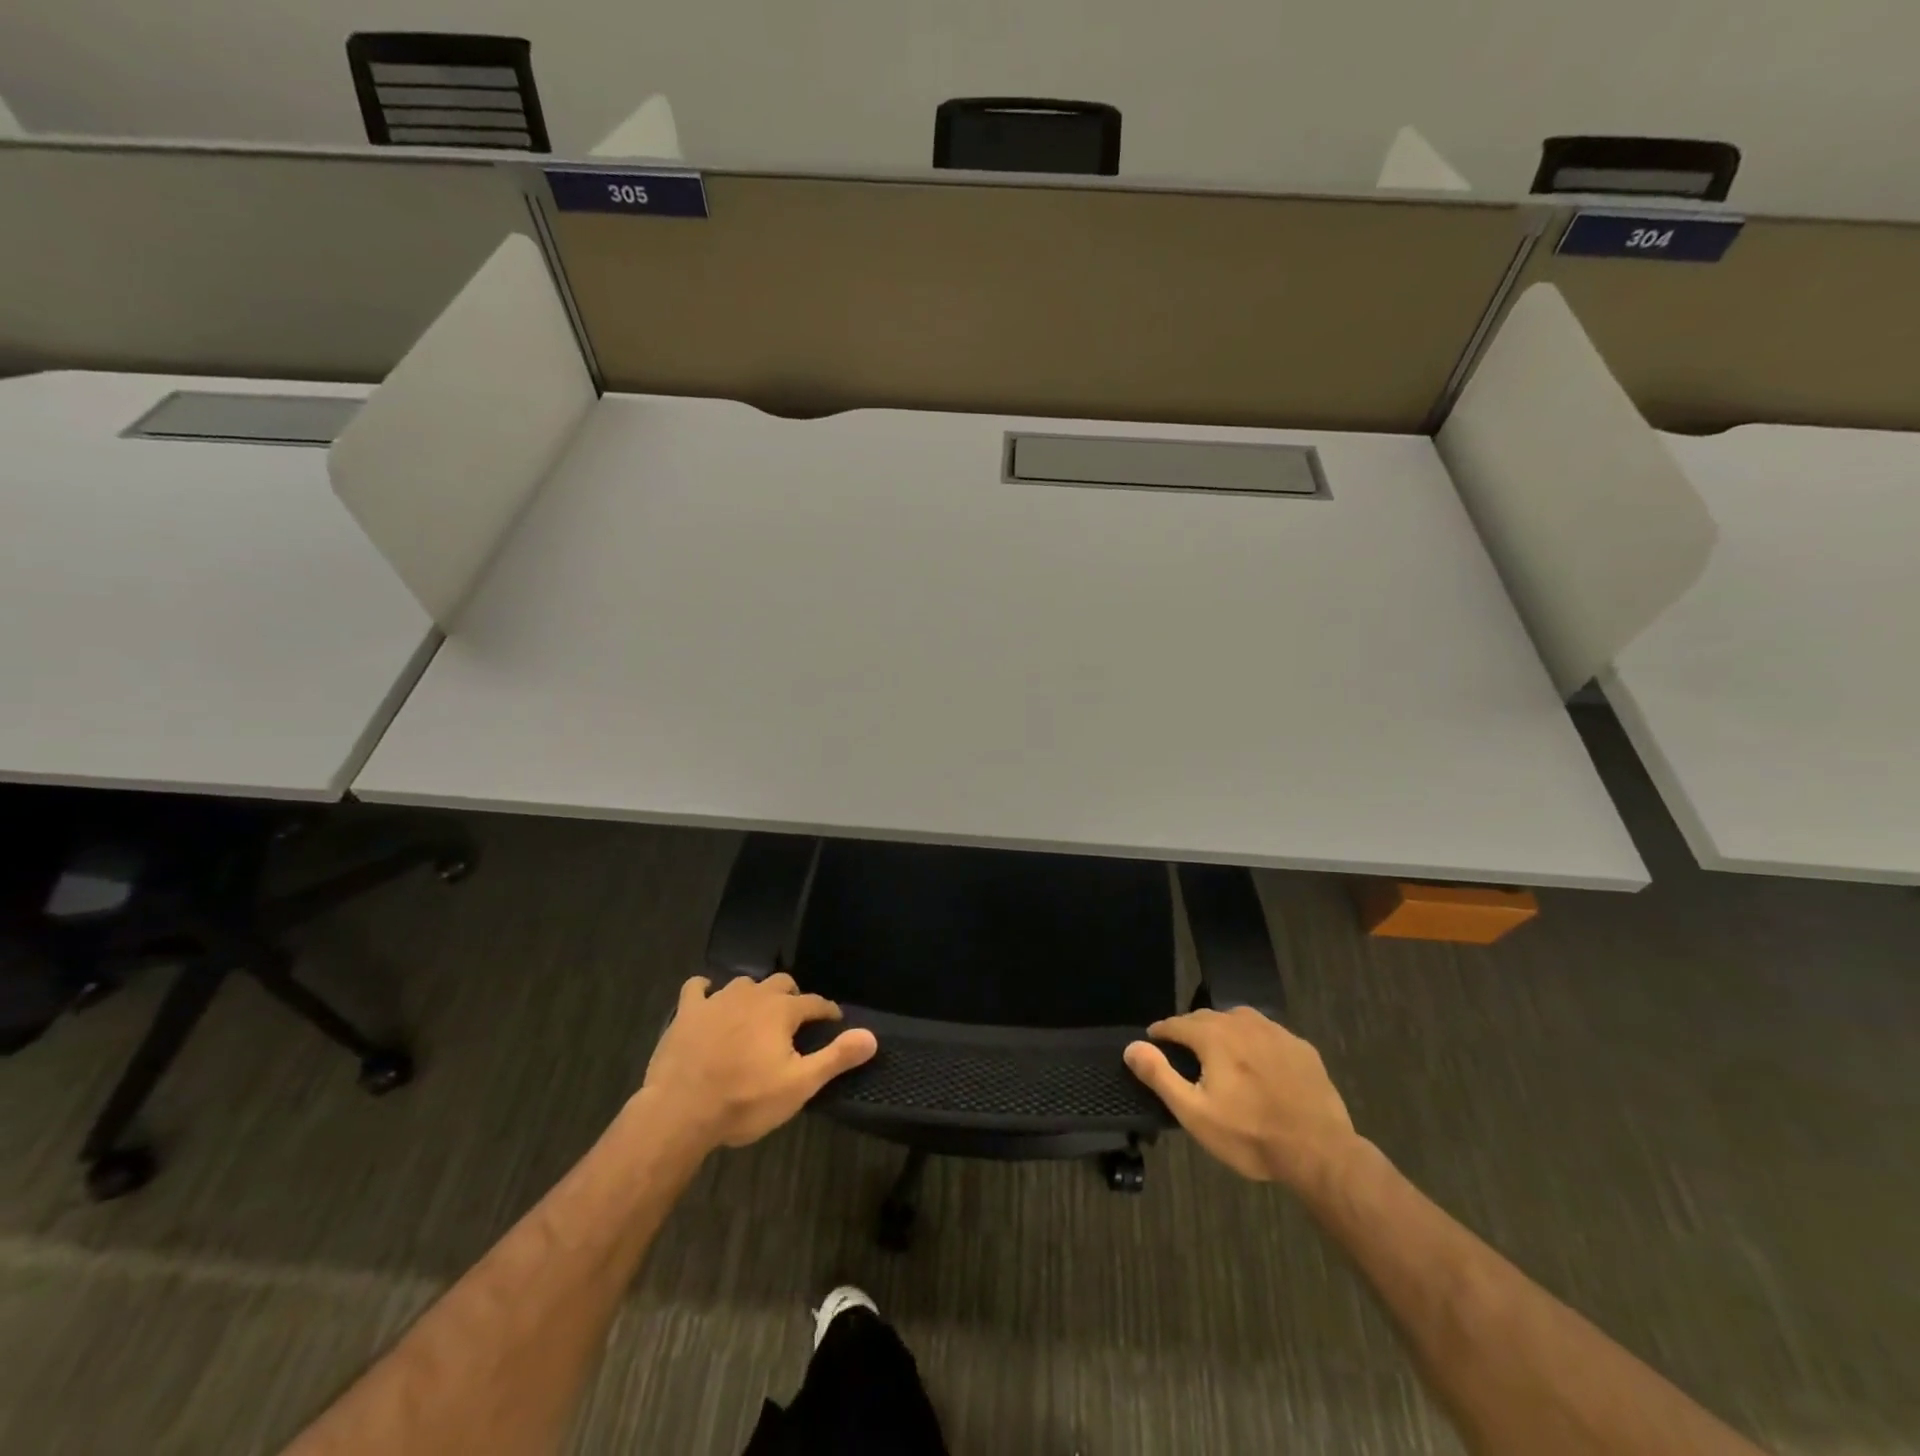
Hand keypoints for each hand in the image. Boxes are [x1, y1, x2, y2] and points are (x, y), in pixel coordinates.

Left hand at [639, 973, 877, 1152]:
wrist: (679, 1112)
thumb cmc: (744, 1100)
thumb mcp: (798, 1085)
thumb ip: (836, 1058)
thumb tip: (872, 1036)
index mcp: (781, 1010)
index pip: (814, 1002)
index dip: (827, 1011)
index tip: (834, 1021)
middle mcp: (752, 995)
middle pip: (781, 983)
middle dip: (792, 997)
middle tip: (794, 1021)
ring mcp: (717, 1000)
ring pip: (744, 983)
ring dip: (754, 994)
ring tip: (756, 1014)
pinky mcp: (687, 1012)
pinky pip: (698, 988)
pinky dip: (706, 990)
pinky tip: (708, 999)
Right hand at [1124, 1007, 1356, 1187]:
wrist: (1320, 1152)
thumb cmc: (1250, 1135)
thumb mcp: (1195, 1113)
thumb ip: (1160, 1075)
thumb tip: (1132, 1046)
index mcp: (1213, 1035)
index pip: (1176, 1023)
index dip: (1160, 1032)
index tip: (1152, 1041)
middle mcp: (1242, 1023)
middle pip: (1206, 1017)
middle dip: (1190, 1030)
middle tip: (1183, 1052)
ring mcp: (1276, 1032)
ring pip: (1239, 1020)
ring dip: (1223, 1031)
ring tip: (1219, 1053)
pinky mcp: (1301, 1048)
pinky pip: (1268, 1034)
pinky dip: (1254, 1042)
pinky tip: (1259, 1064)